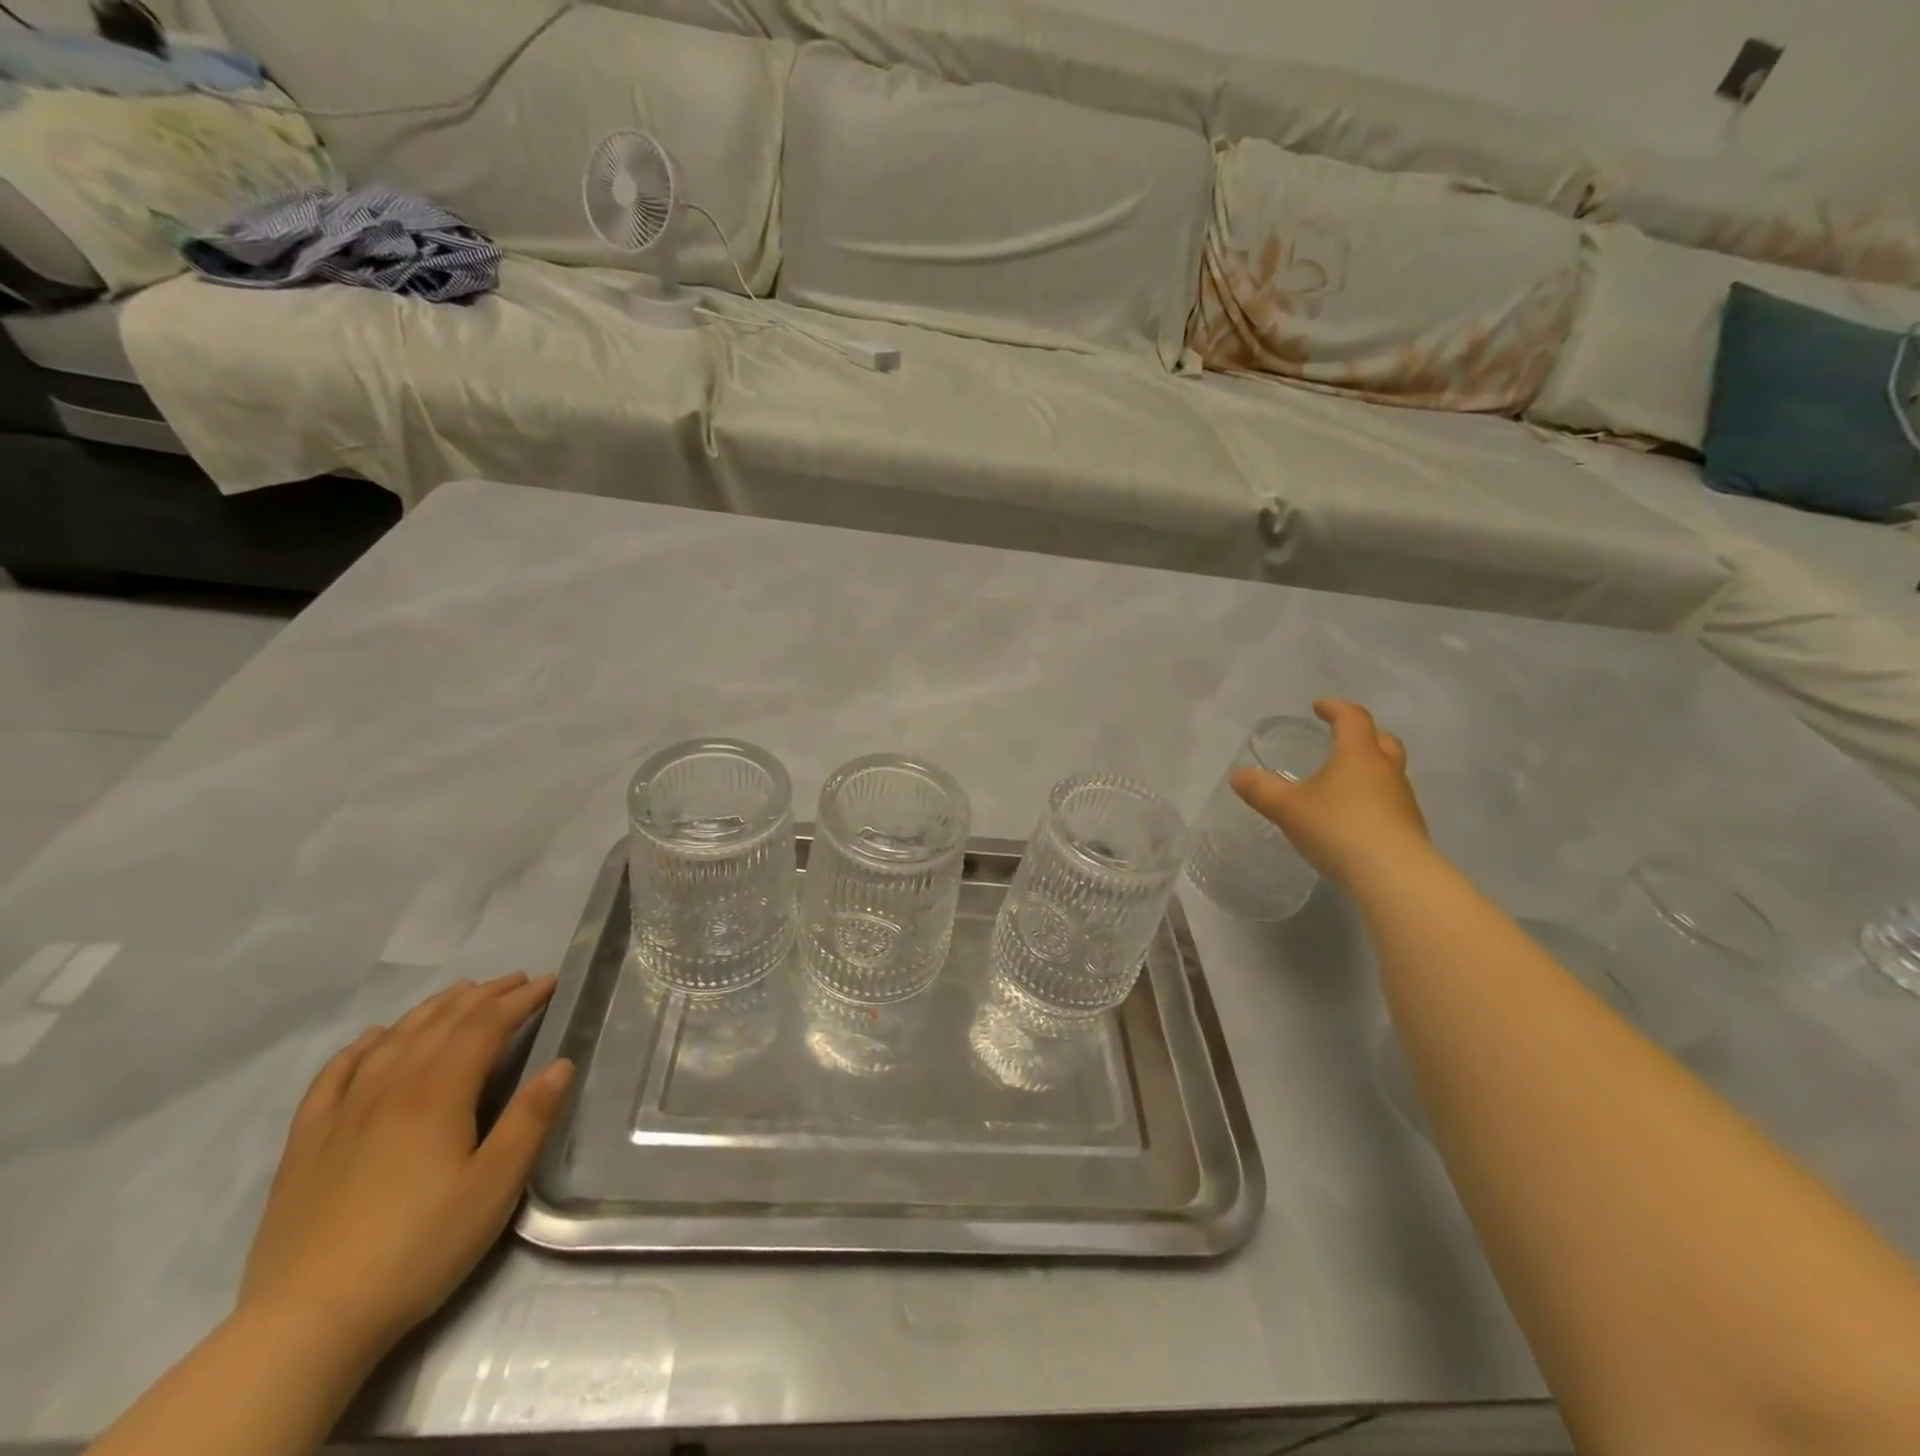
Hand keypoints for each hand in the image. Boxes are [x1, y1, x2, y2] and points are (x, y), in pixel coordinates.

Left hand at [239, 973, 573, 1361]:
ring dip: (433, 1009)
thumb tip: (561, 1064)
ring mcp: (343, 1113)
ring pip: (393, 1040)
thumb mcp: (495, 1187)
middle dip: (483, 996)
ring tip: (461, 993)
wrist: (307, 1322)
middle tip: (516, 980)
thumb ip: (530, 1120)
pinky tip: (374, 1037)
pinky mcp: (308, 1143)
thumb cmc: (419, 1248)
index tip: (549, 983)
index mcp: (438, 1094)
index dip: (519, 1001)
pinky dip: (361, 1047)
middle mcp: (390, 1088)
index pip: (485, 1027)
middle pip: (441, 1024)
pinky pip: (335, 1076)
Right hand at [1231, 699, 1429, 887]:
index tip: (1319, 706)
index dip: (1335, 708)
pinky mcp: (1410, 827)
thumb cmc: (1337, 827)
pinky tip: (1355, 817)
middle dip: (1362, 734)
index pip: (1352, 718)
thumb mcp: (1288, 808)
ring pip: (1389, 771)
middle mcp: (1385, 770)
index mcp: (1357, 754)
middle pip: (1382, 740)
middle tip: (1342, 738)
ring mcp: (1403, 799)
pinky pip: (1391, 800)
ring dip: (1370, 768)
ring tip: (1344, 782)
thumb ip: (1261, 790)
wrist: (1393, 874)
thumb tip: (1237, 775)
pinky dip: (1374, 798)